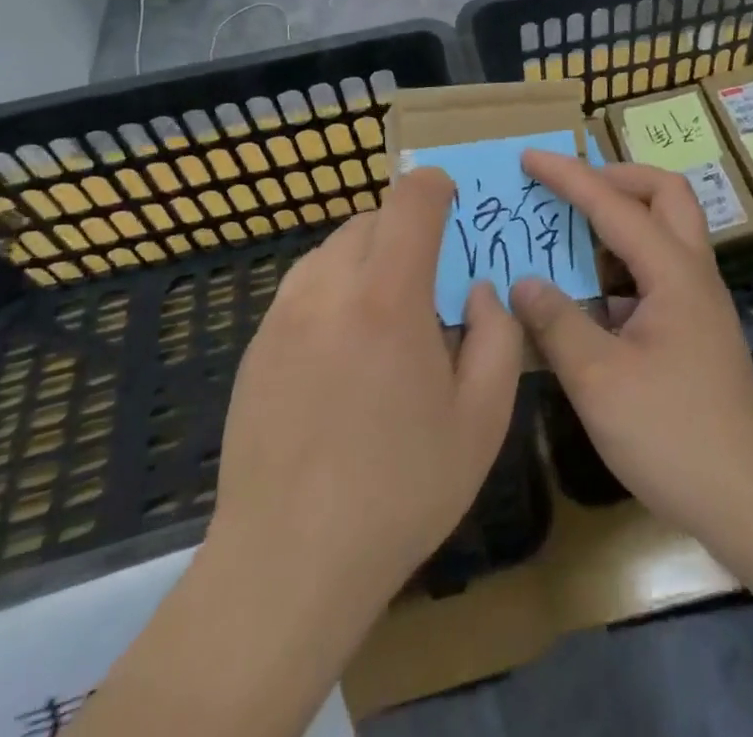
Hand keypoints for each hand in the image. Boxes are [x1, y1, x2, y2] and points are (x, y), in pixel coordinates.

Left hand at [206, 169, 523, 615]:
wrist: (287, 564)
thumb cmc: (400, 489)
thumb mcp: (483, 417)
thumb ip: (498, 334)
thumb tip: (477, 290)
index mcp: (388, 296)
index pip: (411, 198)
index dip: (438, 187)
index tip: (455, 209)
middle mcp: (328, 288)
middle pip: (372, 218)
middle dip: (407, 231)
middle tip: (430, 284)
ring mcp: (283, 315)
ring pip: (334, 249)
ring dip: (369, 259)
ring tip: (386, 320)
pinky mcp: (255, 345)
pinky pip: (304, 287)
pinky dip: (334, 291)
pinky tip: (345, 355)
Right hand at [511, 154, 752, 546]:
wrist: (750, 499)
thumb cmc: (673, 435)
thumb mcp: (600, 381)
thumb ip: (558, 323)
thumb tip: (524, 282)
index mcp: (672, 272)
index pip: (614, 204)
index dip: (569, 176)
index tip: (529, 156)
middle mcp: (691, 272)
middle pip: (665, 193)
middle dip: (616, 177)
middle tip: (570, 188)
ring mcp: (697, 300)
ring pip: (665, 229)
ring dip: (621, 216)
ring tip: (571, 230)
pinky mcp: (693, 328)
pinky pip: (657, 269)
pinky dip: (622, 262)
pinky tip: (588, 293)